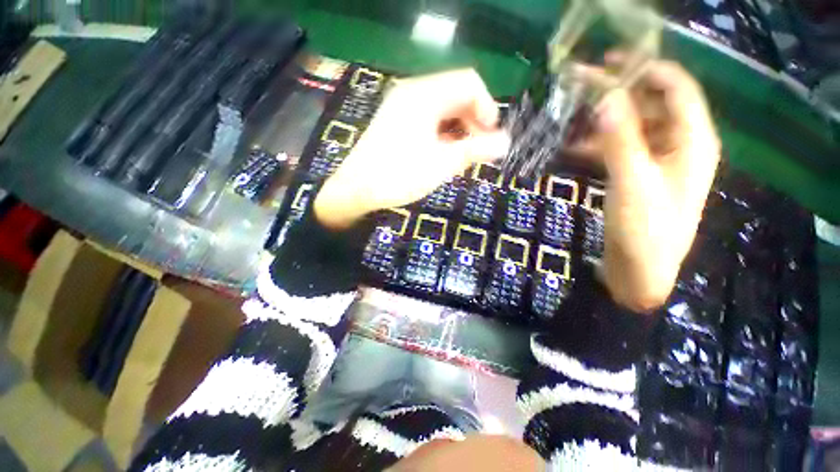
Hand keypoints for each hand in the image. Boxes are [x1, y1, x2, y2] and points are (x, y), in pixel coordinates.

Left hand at [314, 69, 509, 228]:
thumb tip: (506, 142)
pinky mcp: (396, 121)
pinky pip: (428, 118)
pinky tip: (445, 152)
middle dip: (474, 120)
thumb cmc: (399, 176)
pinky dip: (443, 132)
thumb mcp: (441, 164)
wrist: (356, 190)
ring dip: (459, 128)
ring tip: (464, 154)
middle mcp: (412, 93)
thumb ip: (475, 150)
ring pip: (442, 108)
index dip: (487, 108)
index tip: (491, 136)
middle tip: (480, 149)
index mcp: (424, 95)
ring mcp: (402, 106)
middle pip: (456, 94)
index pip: (469, 84)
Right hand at [590, 58, 720, 311]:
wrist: (639, 272)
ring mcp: (655, 162)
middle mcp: (678, 145)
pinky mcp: (635, 176)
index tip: (609, 62)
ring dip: (603, 119)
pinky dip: (596, 143)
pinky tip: (572, 145)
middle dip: (618, 92)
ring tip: (570, 114)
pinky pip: (618, 149)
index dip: (646, 69)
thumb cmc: (645, 231)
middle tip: (579, 85)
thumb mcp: (632, 183)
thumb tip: (605, 98)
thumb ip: (620, 139)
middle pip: (650, 105)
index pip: (676, 88)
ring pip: (631, 127)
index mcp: (692, 141)